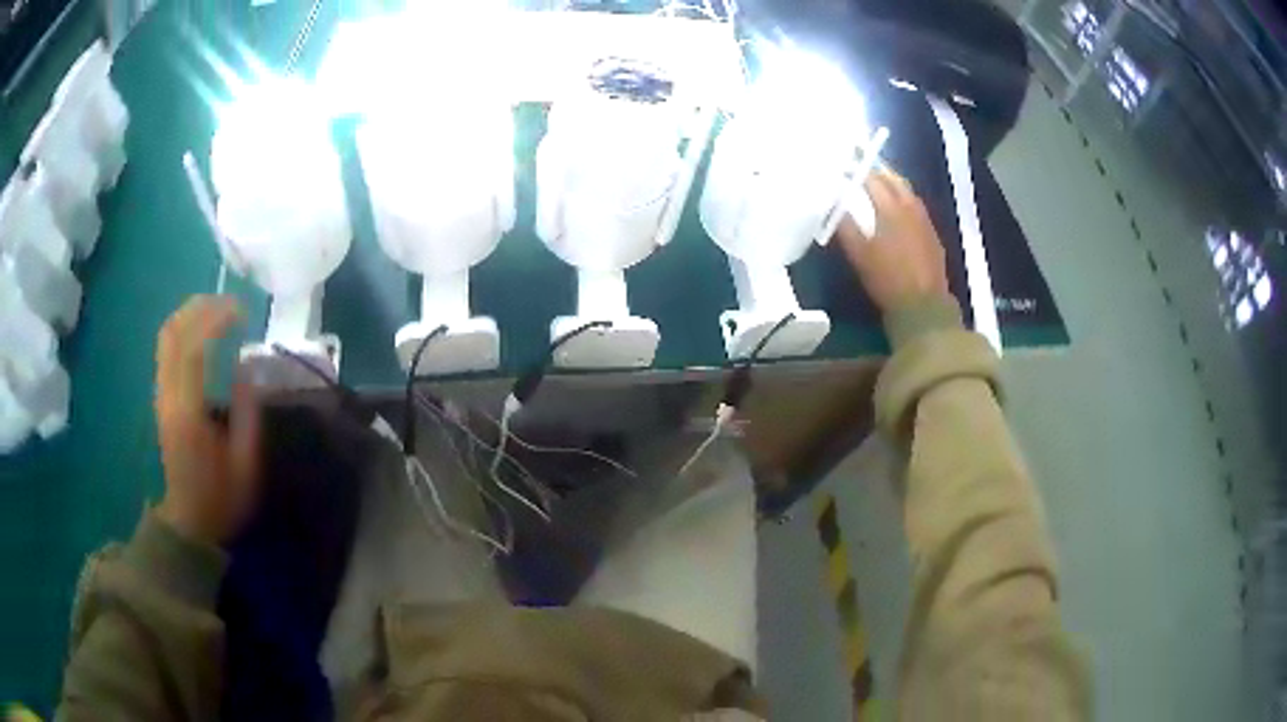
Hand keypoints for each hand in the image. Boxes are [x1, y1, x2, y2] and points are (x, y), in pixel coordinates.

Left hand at [154, 296, 260, 543]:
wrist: (189, 520)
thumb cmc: (221, 497)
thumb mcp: (246, 464)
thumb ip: (247, 412)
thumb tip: (246, 365)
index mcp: (189, 412)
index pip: (194, 348)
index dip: (217, 319)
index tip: (243, 312)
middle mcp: (168, 396)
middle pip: (172, 332)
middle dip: (201, 307)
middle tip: (231, 304)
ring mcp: (161, 395)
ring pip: (165, 336)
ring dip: (190, 314)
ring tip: (219, 311)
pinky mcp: (161, 397)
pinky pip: (166, 349)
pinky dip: (184, 329)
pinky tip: (203, 332)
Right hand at [834, 167, 950, 312]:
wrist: (924, 306)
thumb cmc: (888, 279)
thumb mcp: (859, 255)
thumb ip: (845, 226)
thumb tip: (833, 202)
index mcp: (890, 207)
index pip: (870, 177)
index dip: (855, 169)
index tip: (842, 165)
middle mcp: (909, 206)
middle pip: (892, 178)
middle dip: (875, 170)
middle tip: (859, 167)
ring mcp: (924, 218)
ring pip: (906, 190)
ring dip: (891, 182)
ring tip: (877, 182)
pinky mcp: (932, 232)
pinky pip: (916, 205)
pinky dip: (903, 198)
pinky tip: (897, 207)